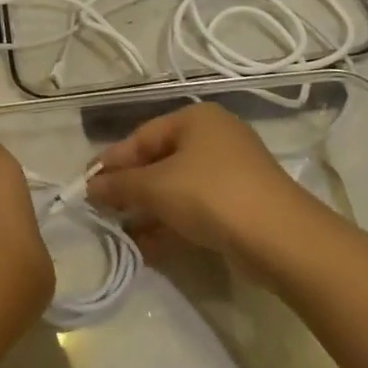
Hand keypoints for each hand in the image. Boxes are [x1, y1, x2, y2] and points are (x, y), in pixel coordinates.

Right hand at [88, 103, 319, 266]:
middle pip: (160, 162)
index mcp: (196, 119)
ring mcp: (231, 173)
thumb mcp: (156, 187)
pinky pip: (196, 209)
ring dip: (149, 211)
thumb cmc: (211, 195)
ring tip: (120, 233)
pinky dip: (172, 224)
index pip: (142, 136)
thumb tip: (89, 186)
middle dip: (131, 189)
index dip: (113, 161)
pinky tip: (147, 248)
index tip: (87, 186)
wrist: (280, 238)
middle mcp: (215, 138)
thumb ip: (119, 185)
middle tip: (102, 211)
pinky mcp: (241, 205)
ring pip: (178, 188)